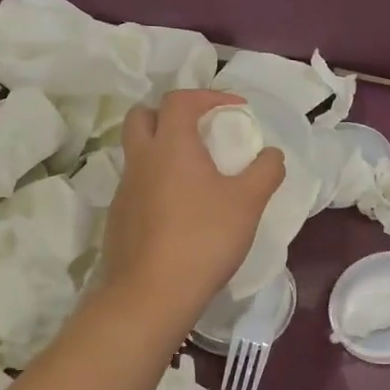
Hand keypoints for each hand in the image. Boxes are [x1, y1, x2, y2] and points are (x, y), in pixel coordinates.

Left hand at [102, 91, 284, 322]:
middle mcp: (141, 159)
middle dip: (170, 114)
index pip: (181, 99)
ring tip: (195, 174)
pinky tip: (179, 210)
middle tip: (199, 131)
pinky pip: (136, 185)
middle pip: (143, 116)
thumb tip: (271, 154)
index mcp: (170, 144)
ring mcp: (124, 190)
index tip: (235, 110)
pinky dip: (156, 183)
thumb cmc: (203, 238)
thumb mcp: (248, 202)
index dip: (209, 96)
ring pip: (137, 153)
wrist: (151, 294)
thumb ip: (265, 171)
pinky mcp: (118, 219)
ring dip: (163, 151)